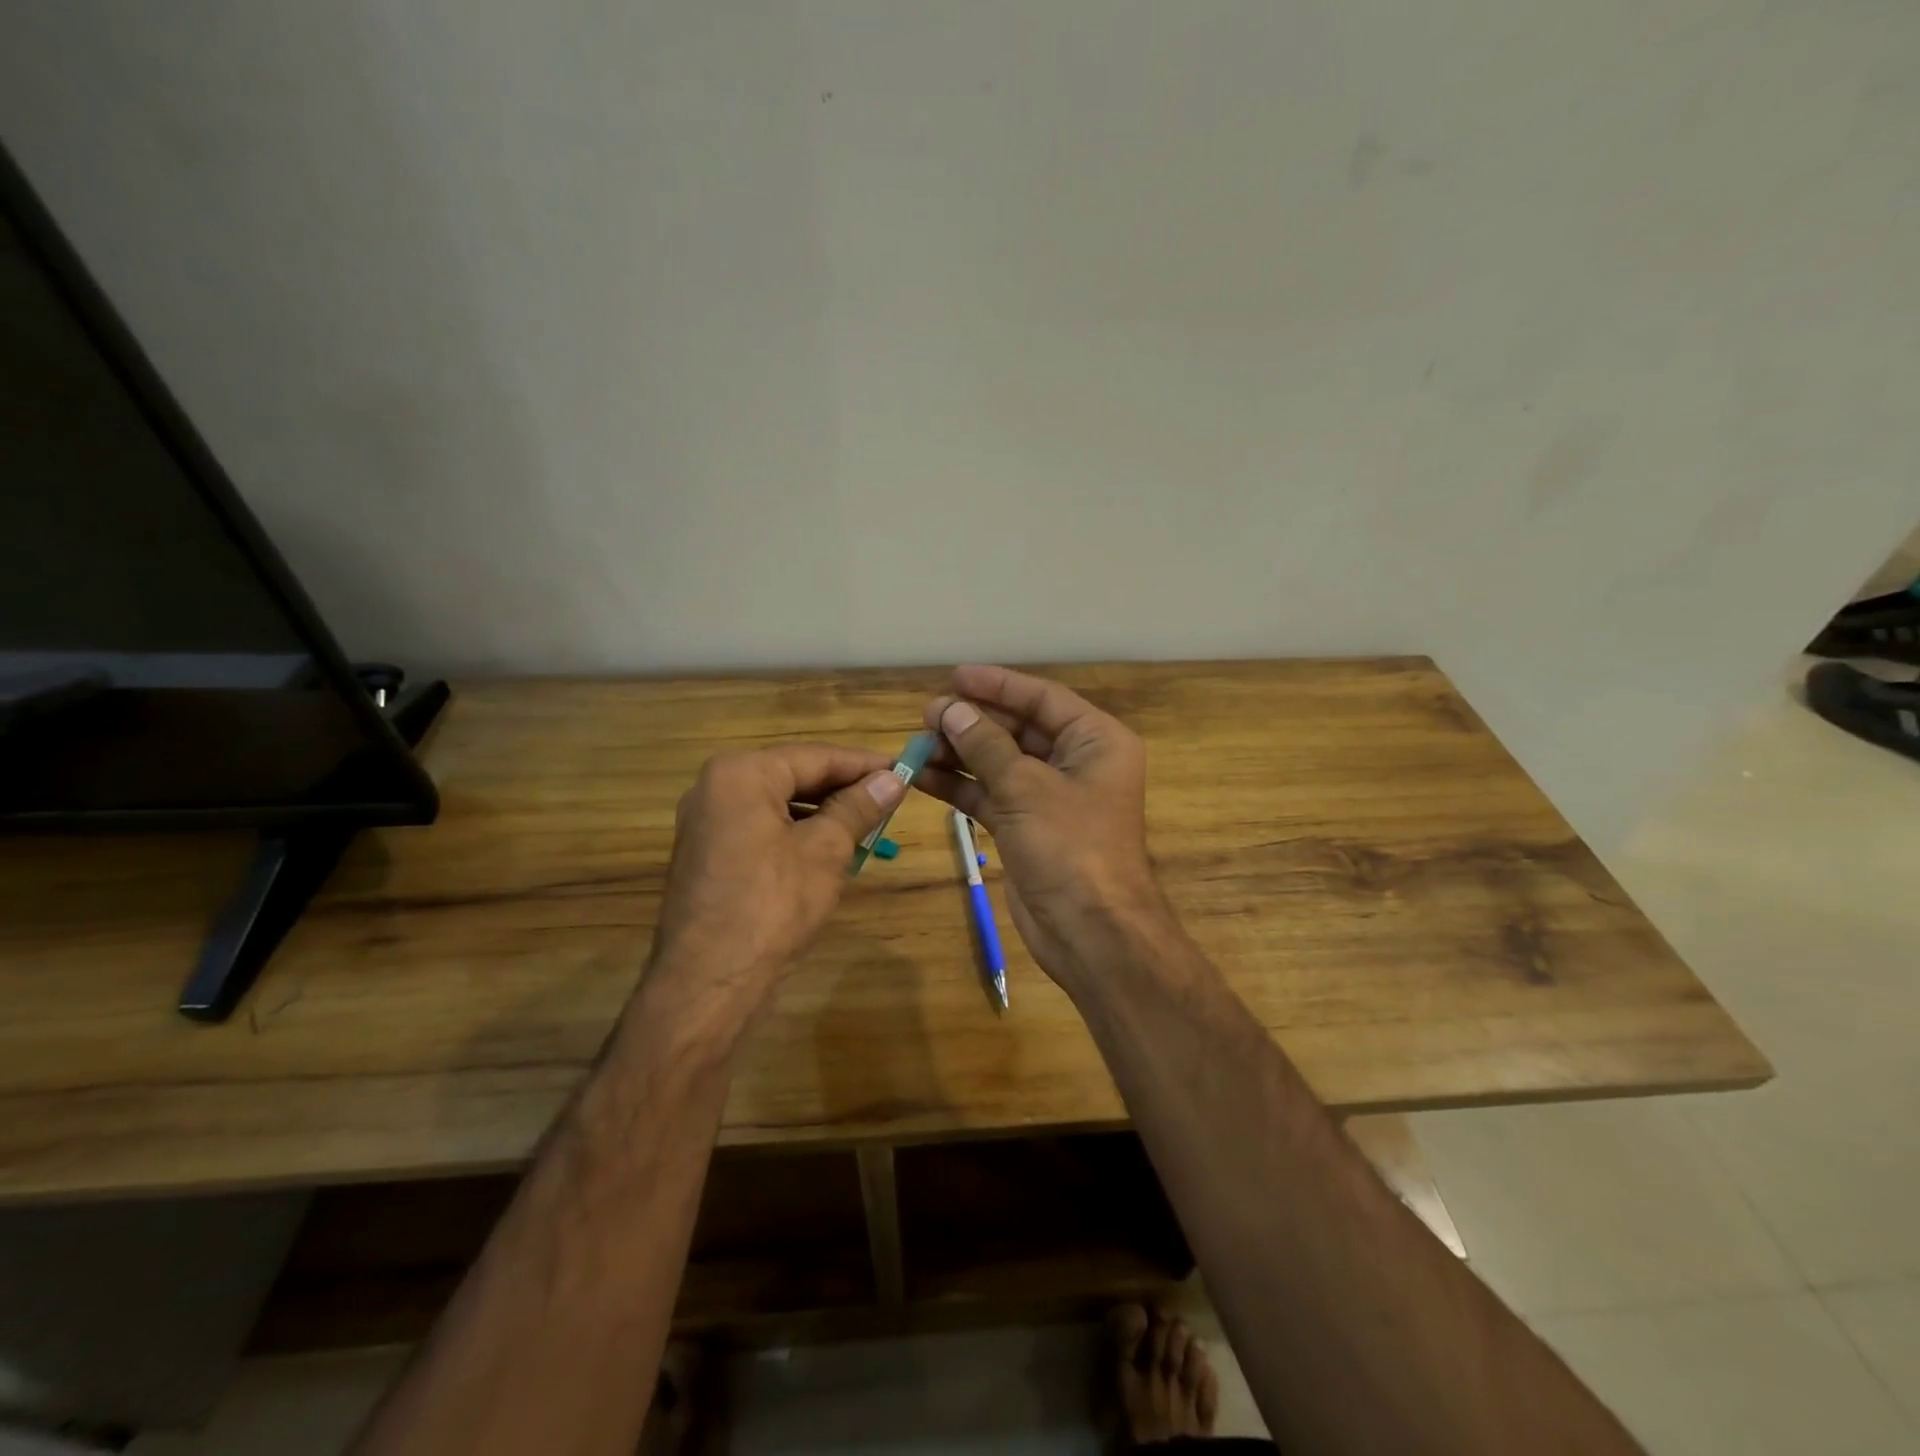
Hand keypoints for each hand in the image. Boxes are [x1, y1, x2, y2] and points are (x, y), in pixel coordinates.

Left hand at [645, 744, 904, 1033]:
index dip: (864, 765)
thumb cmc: (773, 904)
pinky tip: (829, 848)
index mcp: (741, 774)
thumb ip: (859, 807)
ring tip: (868, 824)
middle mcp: (716, 787)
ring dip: (823, 812)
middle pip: (794, 776)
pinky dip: (797, 832)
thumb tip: (893, 779)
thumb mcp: (826, 850)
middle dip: (843, 788)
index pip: (816, 757)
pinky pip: (762, 827)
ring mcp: (707, 821)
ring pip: (779, 803)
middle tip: (890, 797)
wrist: (709, 981)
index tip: (904, 770)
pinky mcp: (708, 852)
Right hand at [916, 665, 1168, 991]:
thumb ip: (985, 745)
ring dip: (960, 753)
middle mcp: (1076, 762)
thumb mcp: (1026, 787)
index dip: (998, 685)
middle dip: (973, 721)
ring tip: (917, 742)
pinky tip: (922, 776)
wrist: (1090, 931)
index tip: (955, 676)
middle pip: (1018, 729)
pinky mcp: (1027, 827)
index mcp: (1096, 741)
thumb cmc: (1071, 846)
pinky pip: (990, 794)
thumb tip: (950, 708)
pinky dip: (960, 785)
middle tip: (927, 714)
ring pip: (999, 763)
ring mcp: (1050, 797)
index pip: (1042, 699)